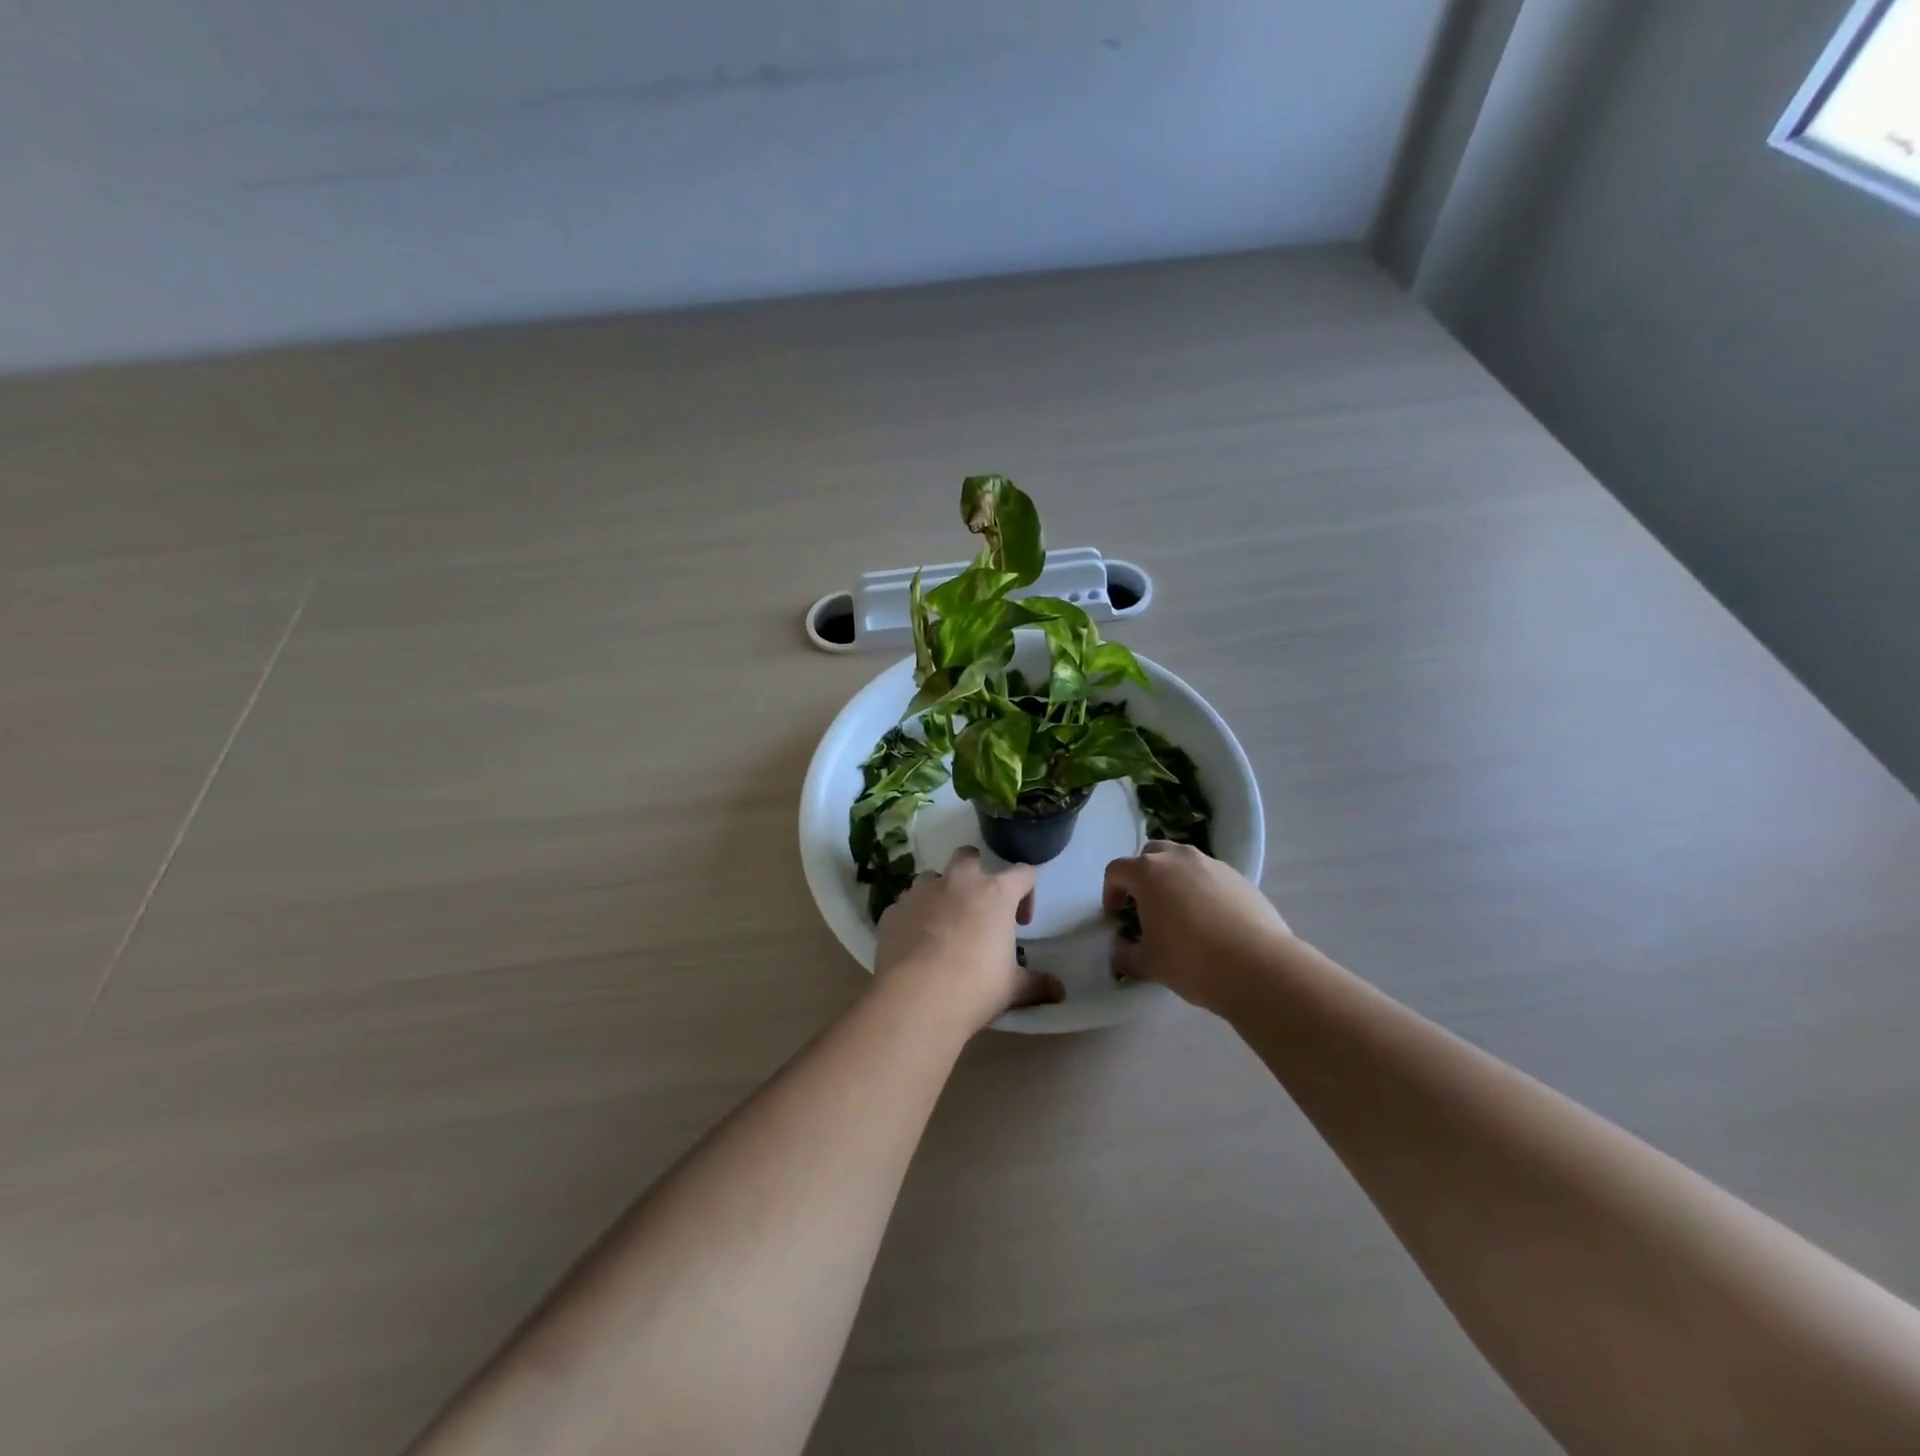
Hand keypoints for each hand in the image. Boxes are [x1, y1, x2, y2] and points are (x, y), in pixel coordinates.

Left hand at [875, 847, 1061, 1033]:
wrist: (916, 999)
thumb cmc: (975, 987)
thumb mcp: (1014, 988)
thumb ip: (1038, 984)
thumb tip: (1060, 993)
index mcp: (995, 893)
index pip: (1023, 873)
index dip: (1028, 892)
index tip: (1022, 922)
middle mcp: (958, 882)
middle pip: (969, 856)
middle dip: (976, 873)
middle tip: (979, 907)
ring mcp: (920, 892)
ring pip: (932, 878)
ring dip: (941, 894)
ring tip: (944, 926)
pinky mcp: (893, 910)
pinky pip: (906, 906)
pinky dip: (914, 918)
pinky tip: (916, 945)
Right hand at [1104, 841, 1292, 1014]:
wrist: (1258, 966)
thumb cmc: (1191, 960)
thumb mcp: (1149, 963)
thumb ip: (1126, 954)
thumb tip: (1120, 951)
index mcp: (1148, 872)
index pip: (1117, 870)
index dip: (1110, 892)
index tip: (1116, 916)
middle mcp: (1178, 858)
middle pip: (1151, 854)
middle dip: (1142, 876)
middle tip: (1145, 906)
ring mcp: (1212, 864)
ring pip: (1183, 861)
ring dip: (1174, 879)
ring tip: (1180, 912)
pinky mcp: (1239, 877)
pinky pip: (1210, 875)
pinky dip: (1202, 889)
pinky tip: (1210, 920)